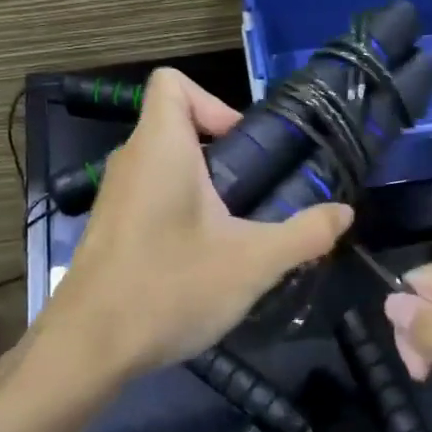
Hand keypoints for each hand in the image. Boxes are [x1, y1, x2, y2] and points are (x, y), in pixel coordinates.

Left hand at [40, 68, 351, 380]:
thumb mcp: (252, 263)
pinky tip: (204, 259)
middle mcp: (131, 161)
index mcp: (160, 148)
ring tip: (238, 228)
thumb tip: (344, 213)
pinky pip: (152, 197)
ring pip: (165, 165)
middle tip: (257, 192)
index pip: (172, 82)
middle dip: (222, 150)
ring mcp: (116, 197)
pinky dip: (182, 210)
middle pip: (176, 125)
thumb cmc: (169, 288)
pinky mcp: (111, 229)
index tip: (244, 145)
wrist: (88, 349)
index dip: (213, 100)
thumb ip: (305, 234)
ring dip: (204, 185)